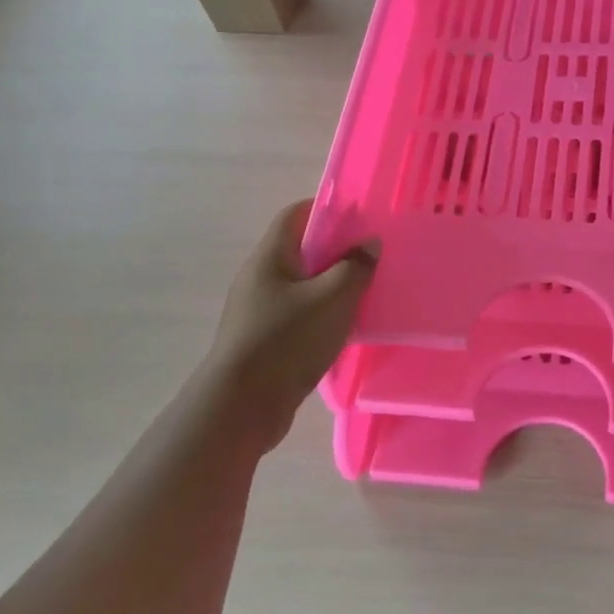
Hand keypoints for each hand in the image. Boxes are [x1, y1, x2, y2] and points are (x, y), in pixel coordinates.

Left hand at [202, 200, 376, 449]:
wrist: (242, 405)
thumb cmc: (287, 340)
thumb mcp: (333, 298)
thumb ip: (355, 267)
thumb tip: (369, 243)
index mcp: (270, 256)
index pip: (296, 213)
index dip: (327, 208)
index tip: (361, 217)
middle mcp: (259, 276)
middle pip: (300, 249)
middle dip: (336, 250)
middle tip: (371, 258)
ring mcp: (258, 309)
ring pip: (301, 284)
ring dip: (331, 285)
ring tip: (365, 292)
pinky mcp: (263, 338)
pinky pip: (298, 313)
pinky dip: (321, 312)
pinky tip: (344, 327)